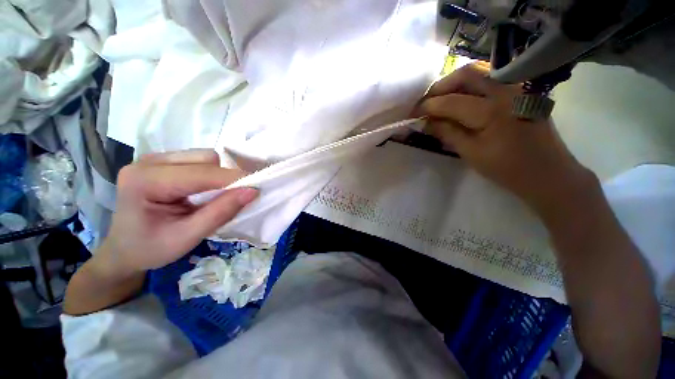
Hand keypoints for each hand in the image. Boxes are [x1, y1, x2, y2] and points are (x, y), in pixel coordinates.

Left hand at [96, 149, 257, 276]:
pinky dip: (211, 174)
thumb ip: (221, 212)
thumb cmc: (151, 249)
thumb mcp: (188, 237)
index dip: (233, 179)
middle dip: (225, 177)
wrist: (124, 250)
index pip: (201, 173)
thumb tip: (253, 191)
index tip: (257, 188)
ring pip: (204, 156)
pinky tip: (204, 190)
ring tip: (216, 196)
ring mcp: (154, 159)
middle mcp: (148, 162)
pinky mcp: (162, 162)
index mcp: (145, 181)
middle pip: (204, 158)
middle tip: (233, 198)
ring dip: (219, 175)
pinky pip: (198, 160)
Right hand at [415, 63, 594, 213]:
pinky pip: (489, 79)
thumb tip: (425, 122)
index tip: (412, 114)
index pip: (450, 101)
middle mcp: (505, 90)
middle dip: (439, 87)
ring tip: (440, 100)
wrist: (547, 172)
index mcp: (492, 111)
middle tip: (425, 103)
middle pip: (465, 74)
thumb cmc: (507, 168)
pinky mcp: (520, 90)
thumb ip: (447, 133)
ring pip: (478, 72)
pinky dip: (469, 86)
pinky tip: (460, 99)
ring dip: (453, 84)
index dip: (427, 106)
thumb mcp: (471, 153)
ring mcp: (516, 87)